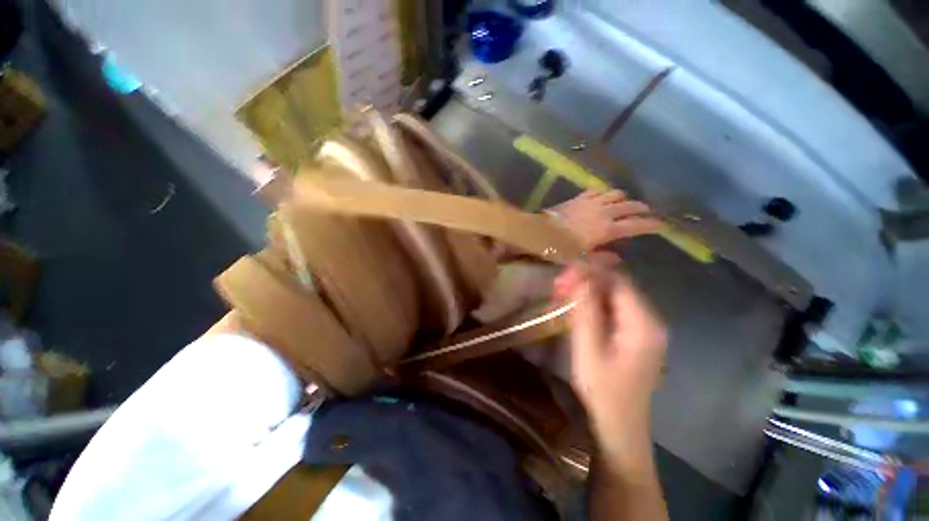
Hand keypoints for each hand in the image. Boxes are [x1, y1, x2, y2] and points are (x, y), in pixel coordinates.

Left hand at [549, 190, 660, 249]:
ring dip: (624, 198)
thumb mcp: (581, 260)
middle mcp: (604, 213)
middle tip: (646, 212)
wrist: (541, 232)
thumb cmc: (560, 249)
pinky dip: (603, 192)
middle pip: (629, 206)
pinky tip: (603, 196)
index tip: (660, 225)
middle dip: (641, 209)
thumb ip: (600, 259)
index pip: (635, 225)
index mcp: (607, 230)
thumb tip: (618, 258)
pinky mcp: (579, 198)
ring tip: (625, 202)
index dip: (649, 225)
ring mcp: (591, 203)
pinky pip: (596, 190)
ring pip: (615, 194)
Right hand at [555, 253, 667, 465]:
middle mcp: (651, 320)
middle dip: (587, 280)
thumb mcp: (588, 349)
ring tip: (562, 295)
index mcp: (644, 324)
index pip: (618, 280)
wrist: (620, 426)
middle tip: (559, 286)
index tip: (563, 276)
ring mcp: (645, 328)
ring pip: (614, 295)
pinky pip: (614, 309)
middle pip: (617, 285)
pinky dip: (593, 303)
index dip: (590, 272)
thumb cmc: (603, 390)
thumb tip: (580, 275)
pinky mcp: (635, 335)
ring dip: (588, 291)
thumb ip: (585, 310)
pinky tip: (576, 308)